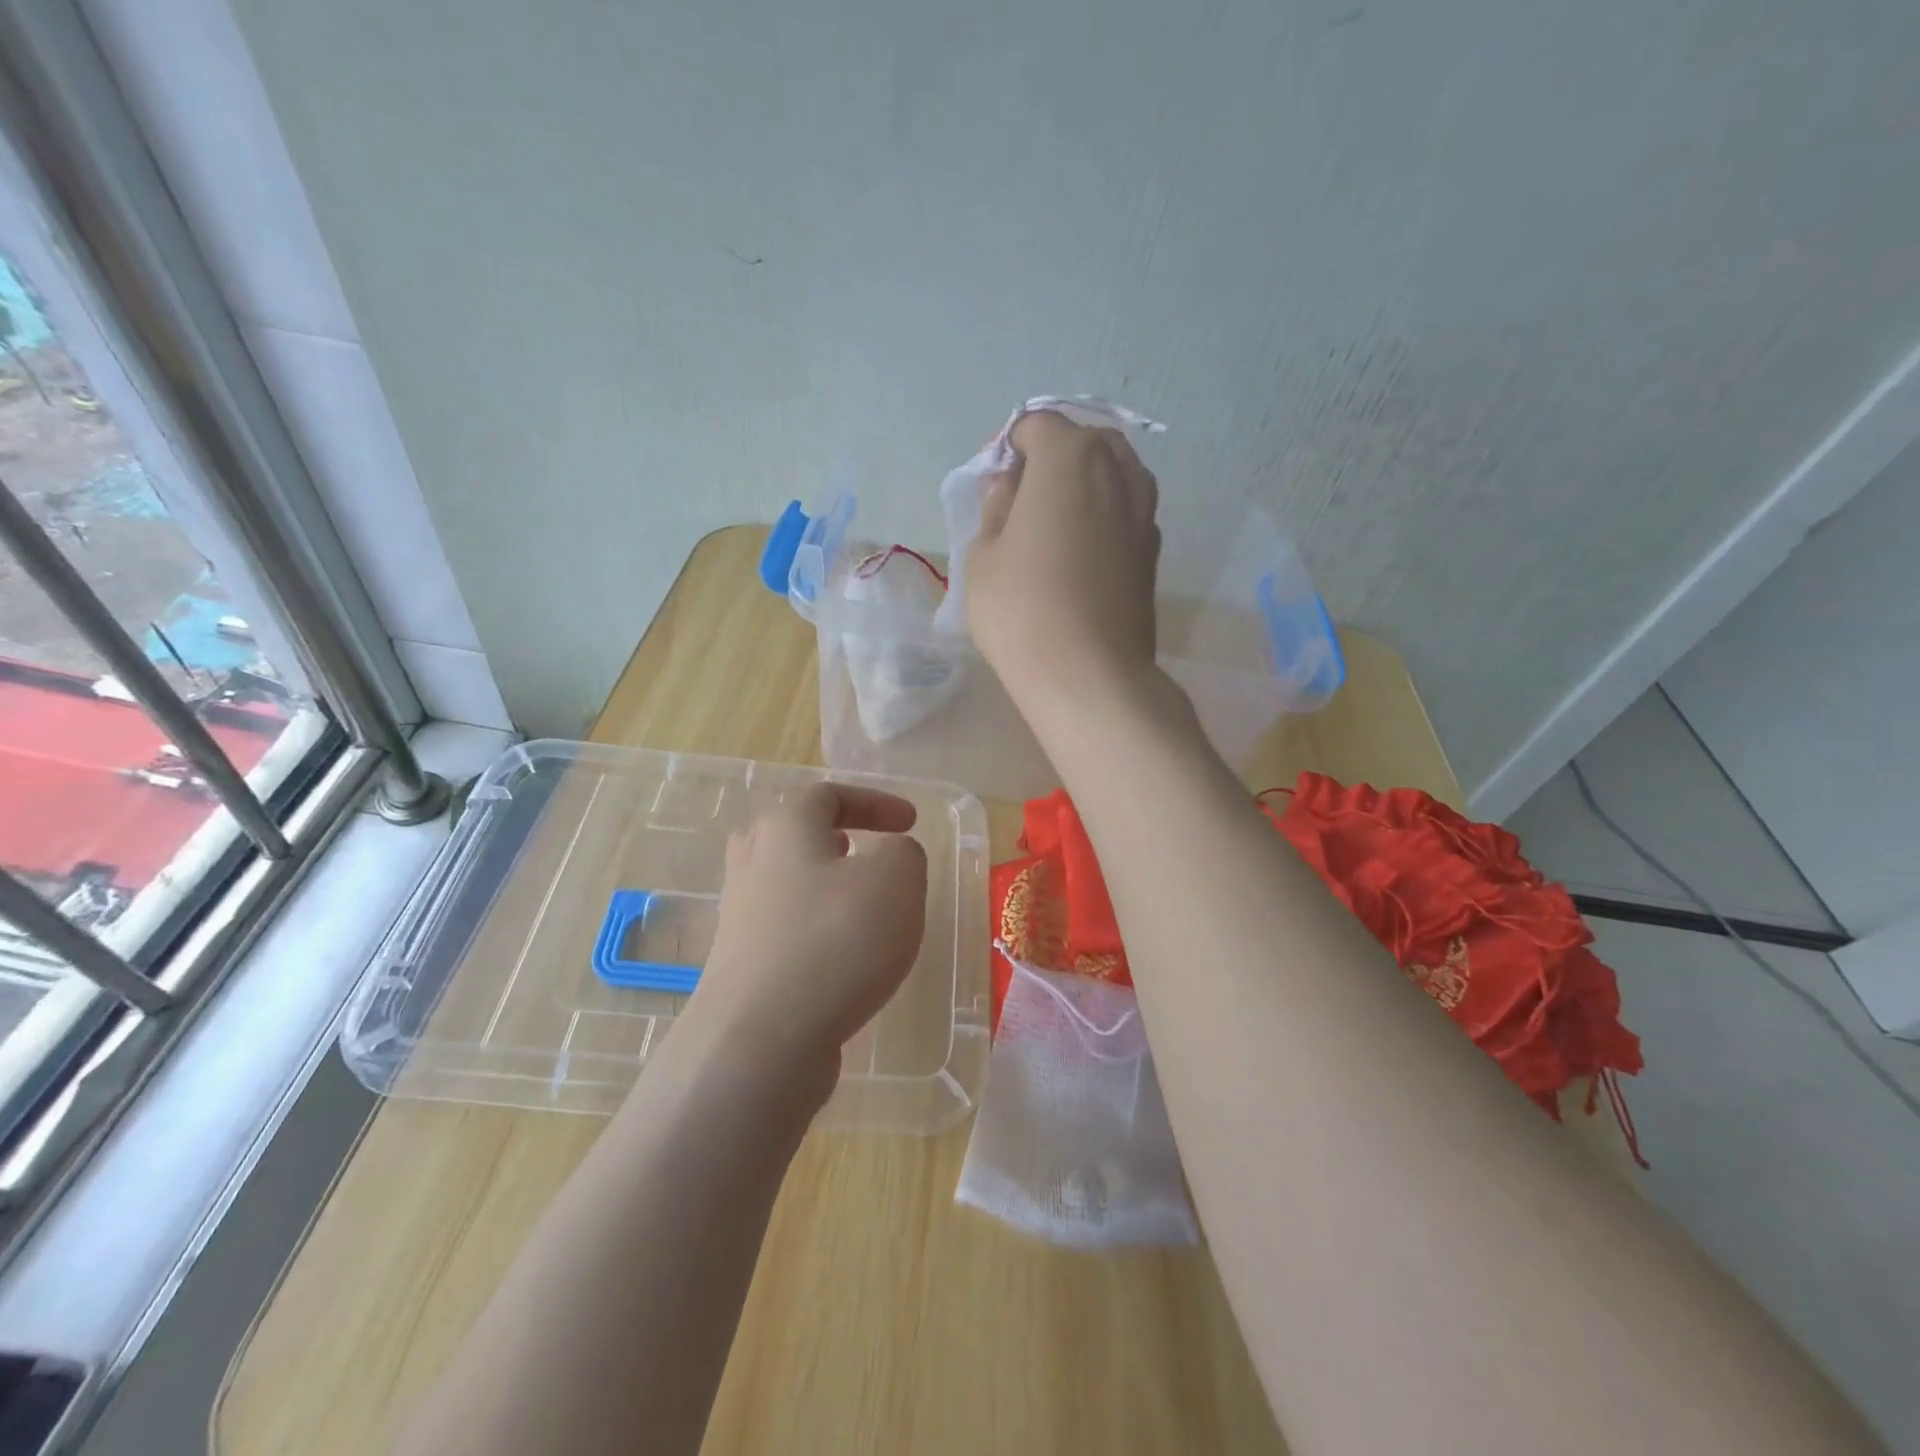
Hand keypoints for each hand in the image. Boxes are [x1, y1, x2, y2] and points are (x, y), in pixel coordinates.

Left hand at [687, 783, 927, 1091]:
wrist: (760, 1041)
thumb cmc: (835, 941)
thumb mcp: (896, 880)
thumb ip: (904, 853)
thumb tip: (891, 855)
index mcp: (785, 827)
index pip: (828, 794)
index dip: (875, 801)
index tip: (911, 822)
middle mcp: (753, 863)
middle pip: (793, 834)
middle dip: (835, 837)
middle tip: (867, 851)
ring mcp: (740, 917)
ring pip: (787, 883)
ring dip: (826, 886)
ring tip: (863, 905)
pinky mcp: (742, 966)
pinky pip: (785, 930)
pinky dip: (818, 931)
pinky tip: (847, 960)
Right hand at [964, 410, 1161, 709]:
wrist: (1089, 675)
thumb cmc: (1021, 608)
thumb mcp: (982, 554)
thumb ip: (996, 506)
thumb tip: (1011, 486)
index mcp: (1070, 455)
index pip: (1036, 424)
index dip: (1009, 447)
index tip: (993, 484)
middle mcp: (1118, 469)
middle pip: (1082, 442)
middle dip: (1050, 460)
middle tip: (1022, 503)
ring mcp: (1144, 510)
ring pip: (1111, 475)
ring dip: (1081, 487)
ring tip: (1052, 530)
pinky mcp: (1153, 550)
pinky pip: (1124, 513)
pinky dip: (1103, 518)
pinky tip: (1080, 558)